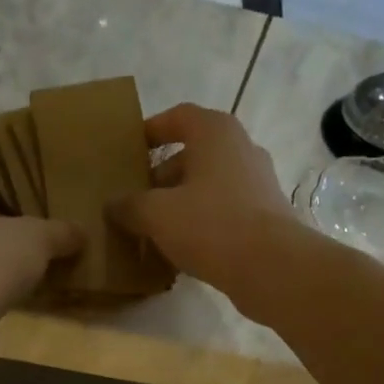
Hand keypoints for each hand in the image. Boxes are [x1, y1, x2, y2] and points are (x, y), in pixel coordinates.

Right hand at [108, 103, 288, 287]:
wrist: (271, 267)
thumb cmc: (211, 225)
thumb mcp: (156, 214)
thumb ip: (129, 206)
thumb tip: (113, 205)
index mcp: (215, 132)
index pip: (177, 117)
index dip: (150, 131)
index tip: (129, 152)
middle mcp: (241, 148)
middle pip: (192, 154)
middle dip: (161, 177)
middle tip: (135, 201)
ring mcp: (257, 182)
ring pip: (208, 186)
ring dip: (180, 203)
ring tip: (154, 229)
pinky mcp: (265, 215)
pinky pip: (223, 211)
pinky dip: (201, 223)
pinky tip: (182, 249)